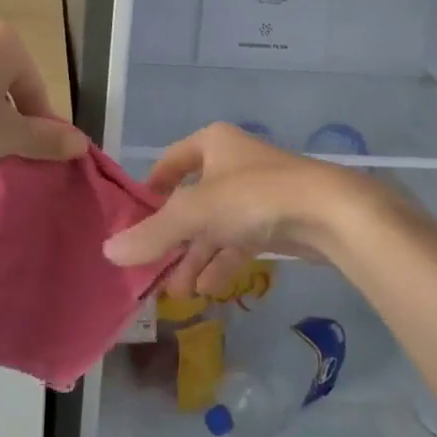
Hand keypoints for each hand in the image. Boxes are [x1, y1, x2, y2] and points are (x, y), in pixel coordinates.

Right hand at [103, 123, 388, 296]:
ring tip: (179, 292)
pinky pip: (241, 238)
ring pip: (216, 224)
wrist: (330, 212)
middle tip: (154, 270)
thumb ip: (152, 234)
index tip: (137, 219)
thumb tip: (107, 252)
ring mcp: (258, 191)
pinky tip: (211, 288)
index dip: (153, 188)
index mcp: (212, 144)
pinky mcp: (279, 218)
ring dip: (197, 256)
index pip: (172, 161)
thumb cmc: (253, 197)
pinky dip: (224, 261)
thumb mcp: (194, 213)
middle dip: (174, 238)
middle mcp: (233, 162)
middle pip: (193, 200)